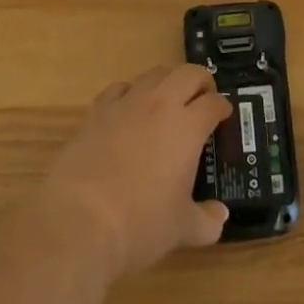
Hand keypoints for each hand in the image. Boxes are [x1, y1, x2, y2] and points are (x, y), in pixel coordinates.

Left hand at [35, 65, 231, 281]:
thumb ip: (207, 221)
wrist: (79, 221)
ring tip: (167, 101)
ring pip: (154, 74)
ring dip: (167, 82)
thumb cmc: (140, 225)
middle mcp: (161, 104)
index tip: (224, 115)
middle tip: (202, 99)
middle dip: (200, 81)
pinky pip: (119, 88)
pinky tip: (128, 110)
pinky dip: (130, 93)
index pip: (213, 103)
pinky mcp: (97, 111)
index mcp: (188, 127)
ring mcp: (127, 103)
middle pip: (188, 73)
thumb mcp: (181, 230)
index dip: (222, 107)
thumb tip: (221, 217)